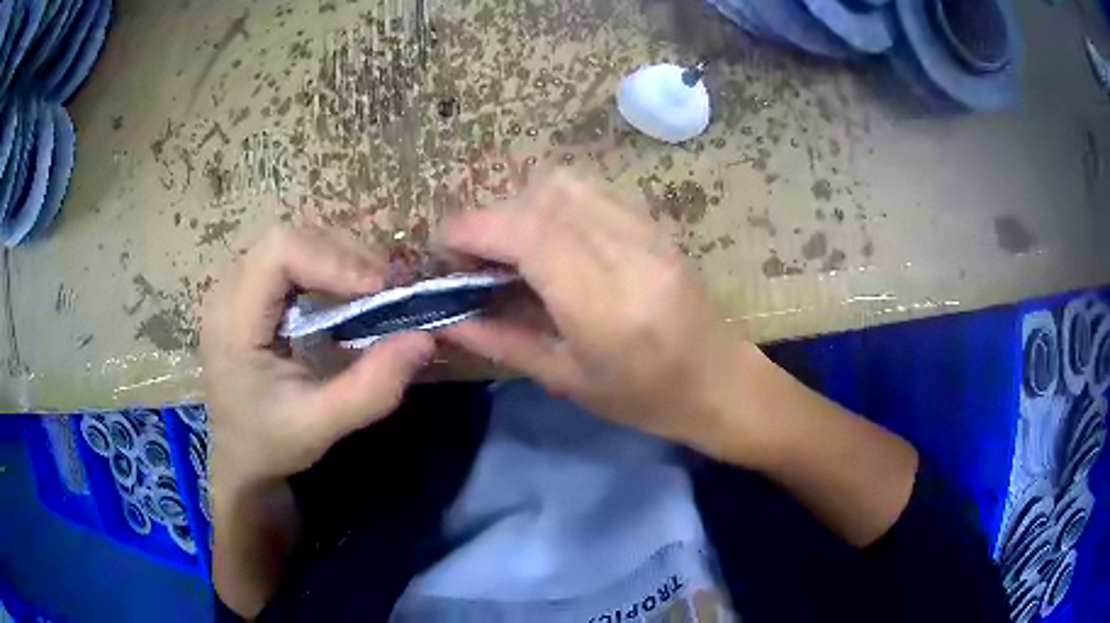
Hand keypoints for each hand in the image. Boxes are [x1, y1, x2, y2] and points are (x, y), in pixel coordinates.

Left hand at [201, 227, 434, 489]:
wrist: (238, 455)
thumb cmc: (270, 443)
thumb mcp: (321, 426)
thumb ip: (371, 388)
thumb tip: (424, 338)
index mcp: (232, 323)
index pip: (279, 253)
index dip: (332, 259)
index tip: (379, 289)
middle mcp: (226, 291)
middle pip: (288, 238)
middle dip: (342, 255)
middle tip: (385, 289)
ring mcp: (234, 286)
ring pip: (292, 241)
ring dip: (337, 257)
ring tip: (372, 290)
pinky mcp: (248, 290)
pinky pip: (290, 257)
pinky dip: (326, 266)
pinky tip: (345, 293)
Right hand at [438, 173, 752, 451]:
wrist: (721, 382)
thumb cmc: (645, 399)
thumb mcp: (566, 380)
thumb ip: (501, 342)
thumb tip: (447, 318)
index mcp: (603, 304)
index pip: (526, 234)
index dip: (473, 229)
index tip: (444, 247)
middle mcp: (626, 253)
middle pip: (541, 199)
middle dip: (492, 218)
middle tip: (476, 257)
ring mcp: (646, 232)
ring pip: (566, 185)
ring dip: (523, 206)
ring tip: (511, 247)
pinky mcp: (655, 225)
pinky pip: (593, 193)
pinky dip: (555, 204)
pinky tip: (551, 239)